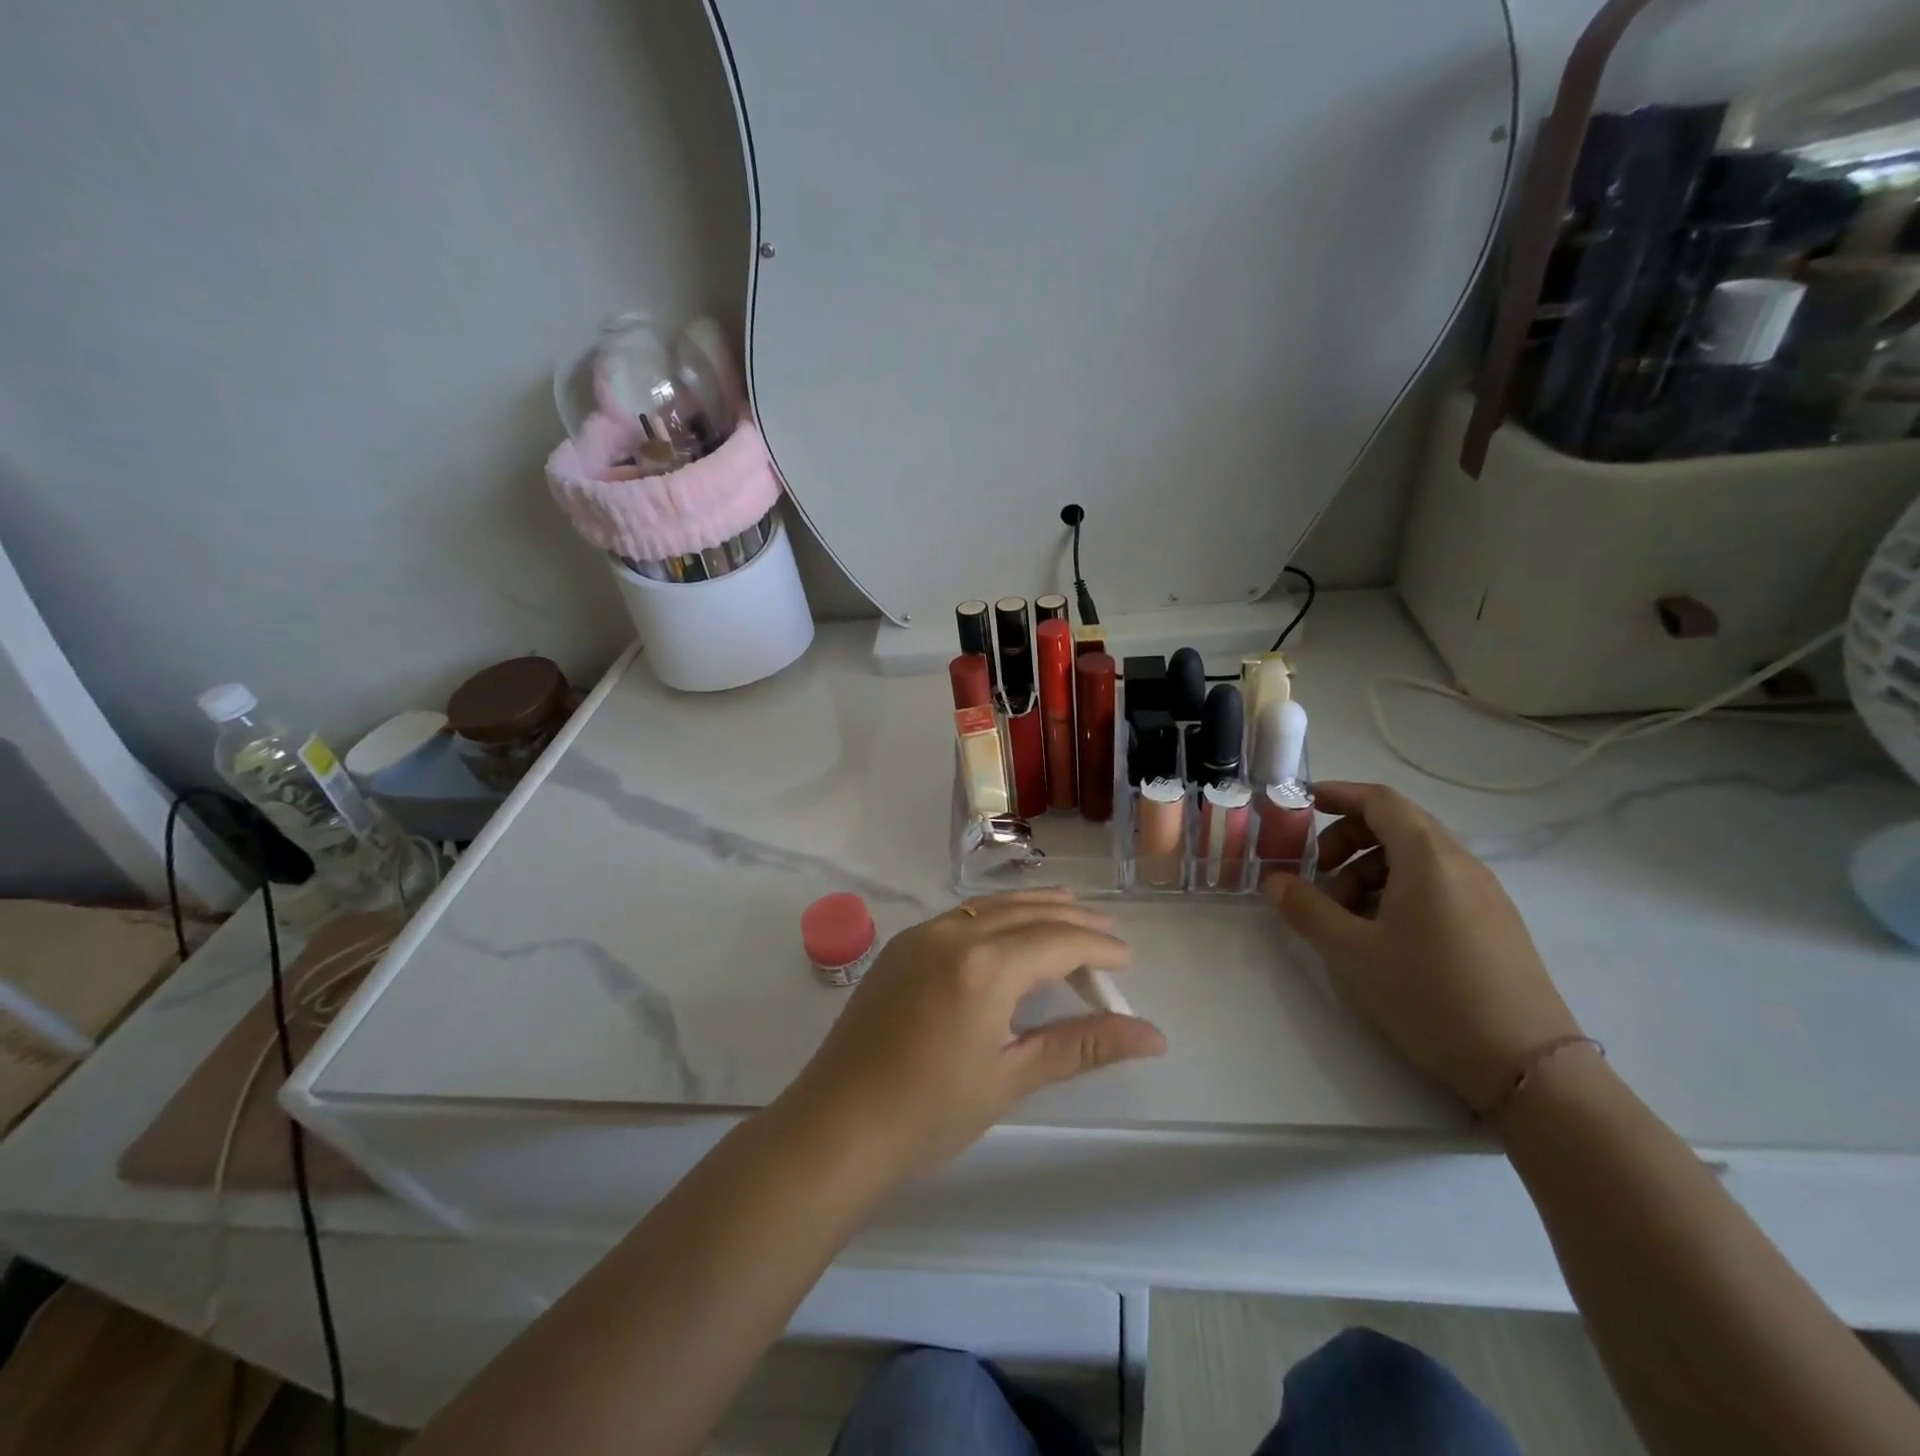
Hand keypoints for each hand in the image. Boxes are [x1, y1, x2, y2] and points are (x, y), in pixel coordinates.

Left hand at [783, 889, 1165, 1178]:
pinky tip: (1007, 929)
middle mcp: (952, 933)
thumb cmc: (929, 1112)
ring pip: (990, 907)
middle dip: (1071, 918)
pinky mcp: (900, 947)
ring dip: (1033, 908)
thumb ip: (1081, 1046)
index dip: (1097, 946)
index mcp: (983, 964)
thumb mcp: (1011, 1077)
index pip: (1056, 940)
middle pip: (1025, 912)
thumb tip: (1153, 1036)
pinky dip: (996, 915)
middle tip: (1108, 929)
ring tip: (1068, 910)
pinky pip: (961, 916)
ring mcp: (920, 935)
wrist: (836, 1126)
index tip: (1127, 959)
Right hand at [1264, 782, 1580, 1112]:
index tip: (1300, 804)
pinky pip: (1436, 886)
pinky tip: (1380, 936)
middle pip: (1396, 826)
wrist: (1527, 1067)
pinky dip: (1396, 892)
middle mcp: (1461, 864)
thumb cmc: (1430, 995)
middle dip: (1346, 840)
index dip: (1337, 794)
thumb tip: (1274, 881)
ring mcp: (1483, 895)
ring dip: (1367, 871)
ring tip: (1343, 916)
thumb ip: (1306, 909)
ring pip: (1414, 859)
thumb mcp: (1351, 952)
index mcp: (1428, 857)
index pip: (1379, 800)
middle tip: (1314, 874)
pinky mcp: (1493, 925)